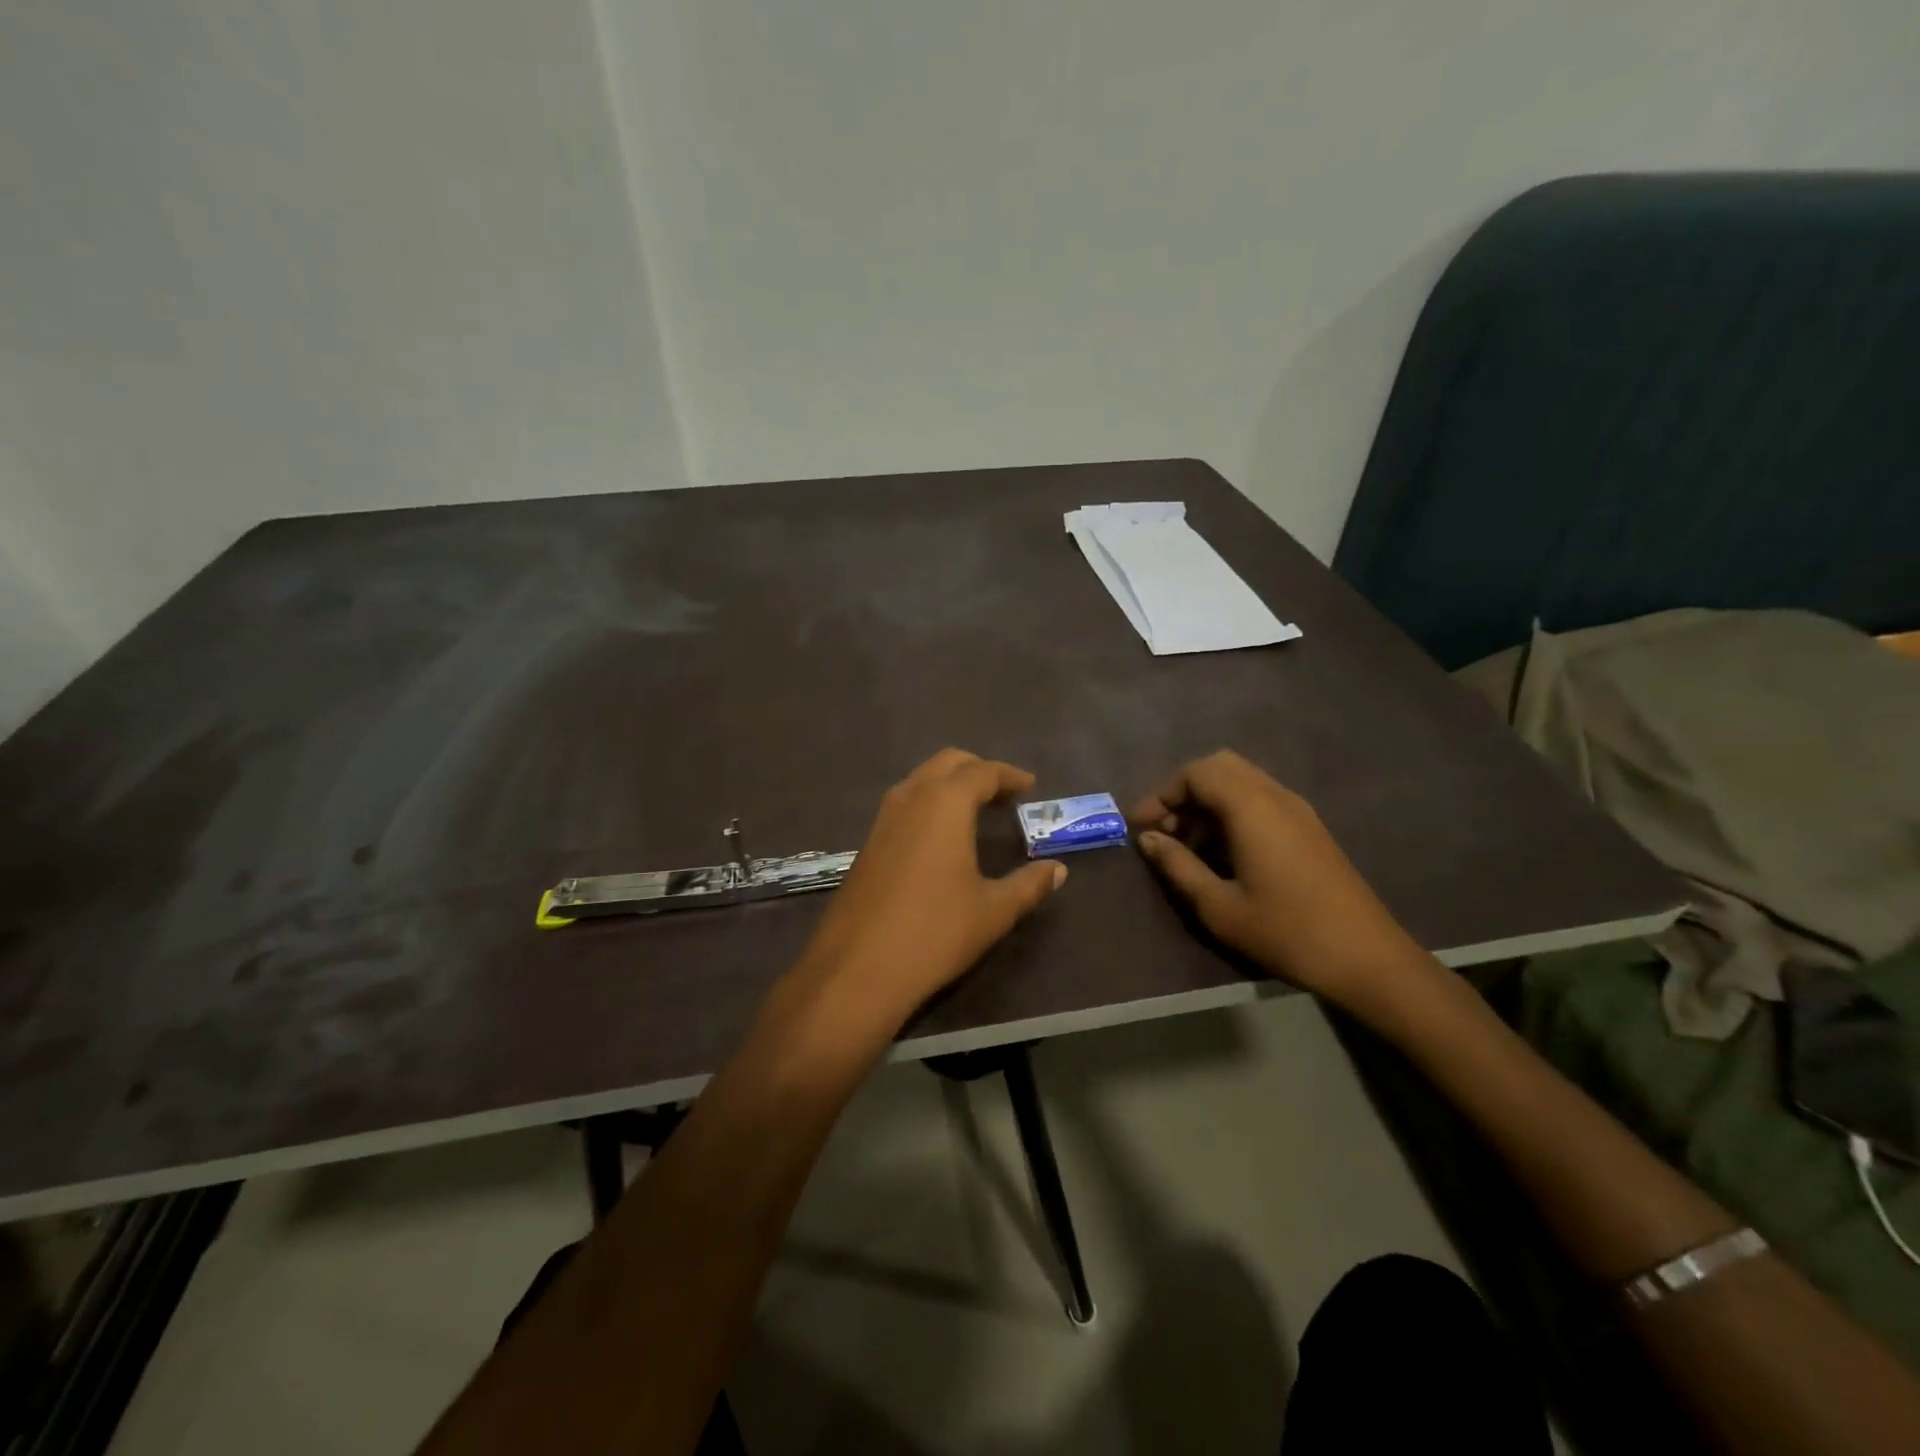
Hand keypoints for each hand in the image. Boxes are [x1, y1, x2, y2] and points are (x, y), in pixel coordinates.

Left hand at [796, 749, 1066, 1020]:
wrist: (858, 968)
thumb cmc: (935, 932)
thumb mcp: (993, 911)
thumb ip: (1029, 885)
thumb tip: (1058, 871)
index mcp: (945, 803)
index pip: (983, 772)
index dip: (1010, 776)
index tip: (1030, 786)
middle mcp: (910, 798)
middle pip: (947, 763)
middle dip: (978, 770)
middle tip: (1004, 793)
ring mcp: (883, 819)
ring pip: (921, 780)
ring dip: (950, 784)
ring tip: (976, 809)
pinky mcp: (867, 842)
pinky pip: (904, 804)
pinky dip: (929, 803)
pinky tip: (941, 835)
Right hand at [1130, 750, 1429, 1011]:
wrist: (1367, 958)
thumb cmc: (1286, 933)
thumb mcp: (1219, 906)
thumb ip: (1178, 866)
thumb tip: (1149, 839)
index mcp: (1252, 808)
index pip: (1196, 773)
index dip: (1161, 794)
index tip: (1140, 826)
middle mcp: (1276, 796)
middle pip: (1219, 767)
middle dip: (1184, 791)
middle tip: (1165, 829)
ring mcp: (1297, 810)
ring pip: (1241, 781)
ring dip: (1208, 802)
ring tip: (1189, 845)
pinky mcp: (1309, 827)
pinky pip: (1260, 799)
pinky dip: (1231, 811)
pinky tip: (1223, 853)